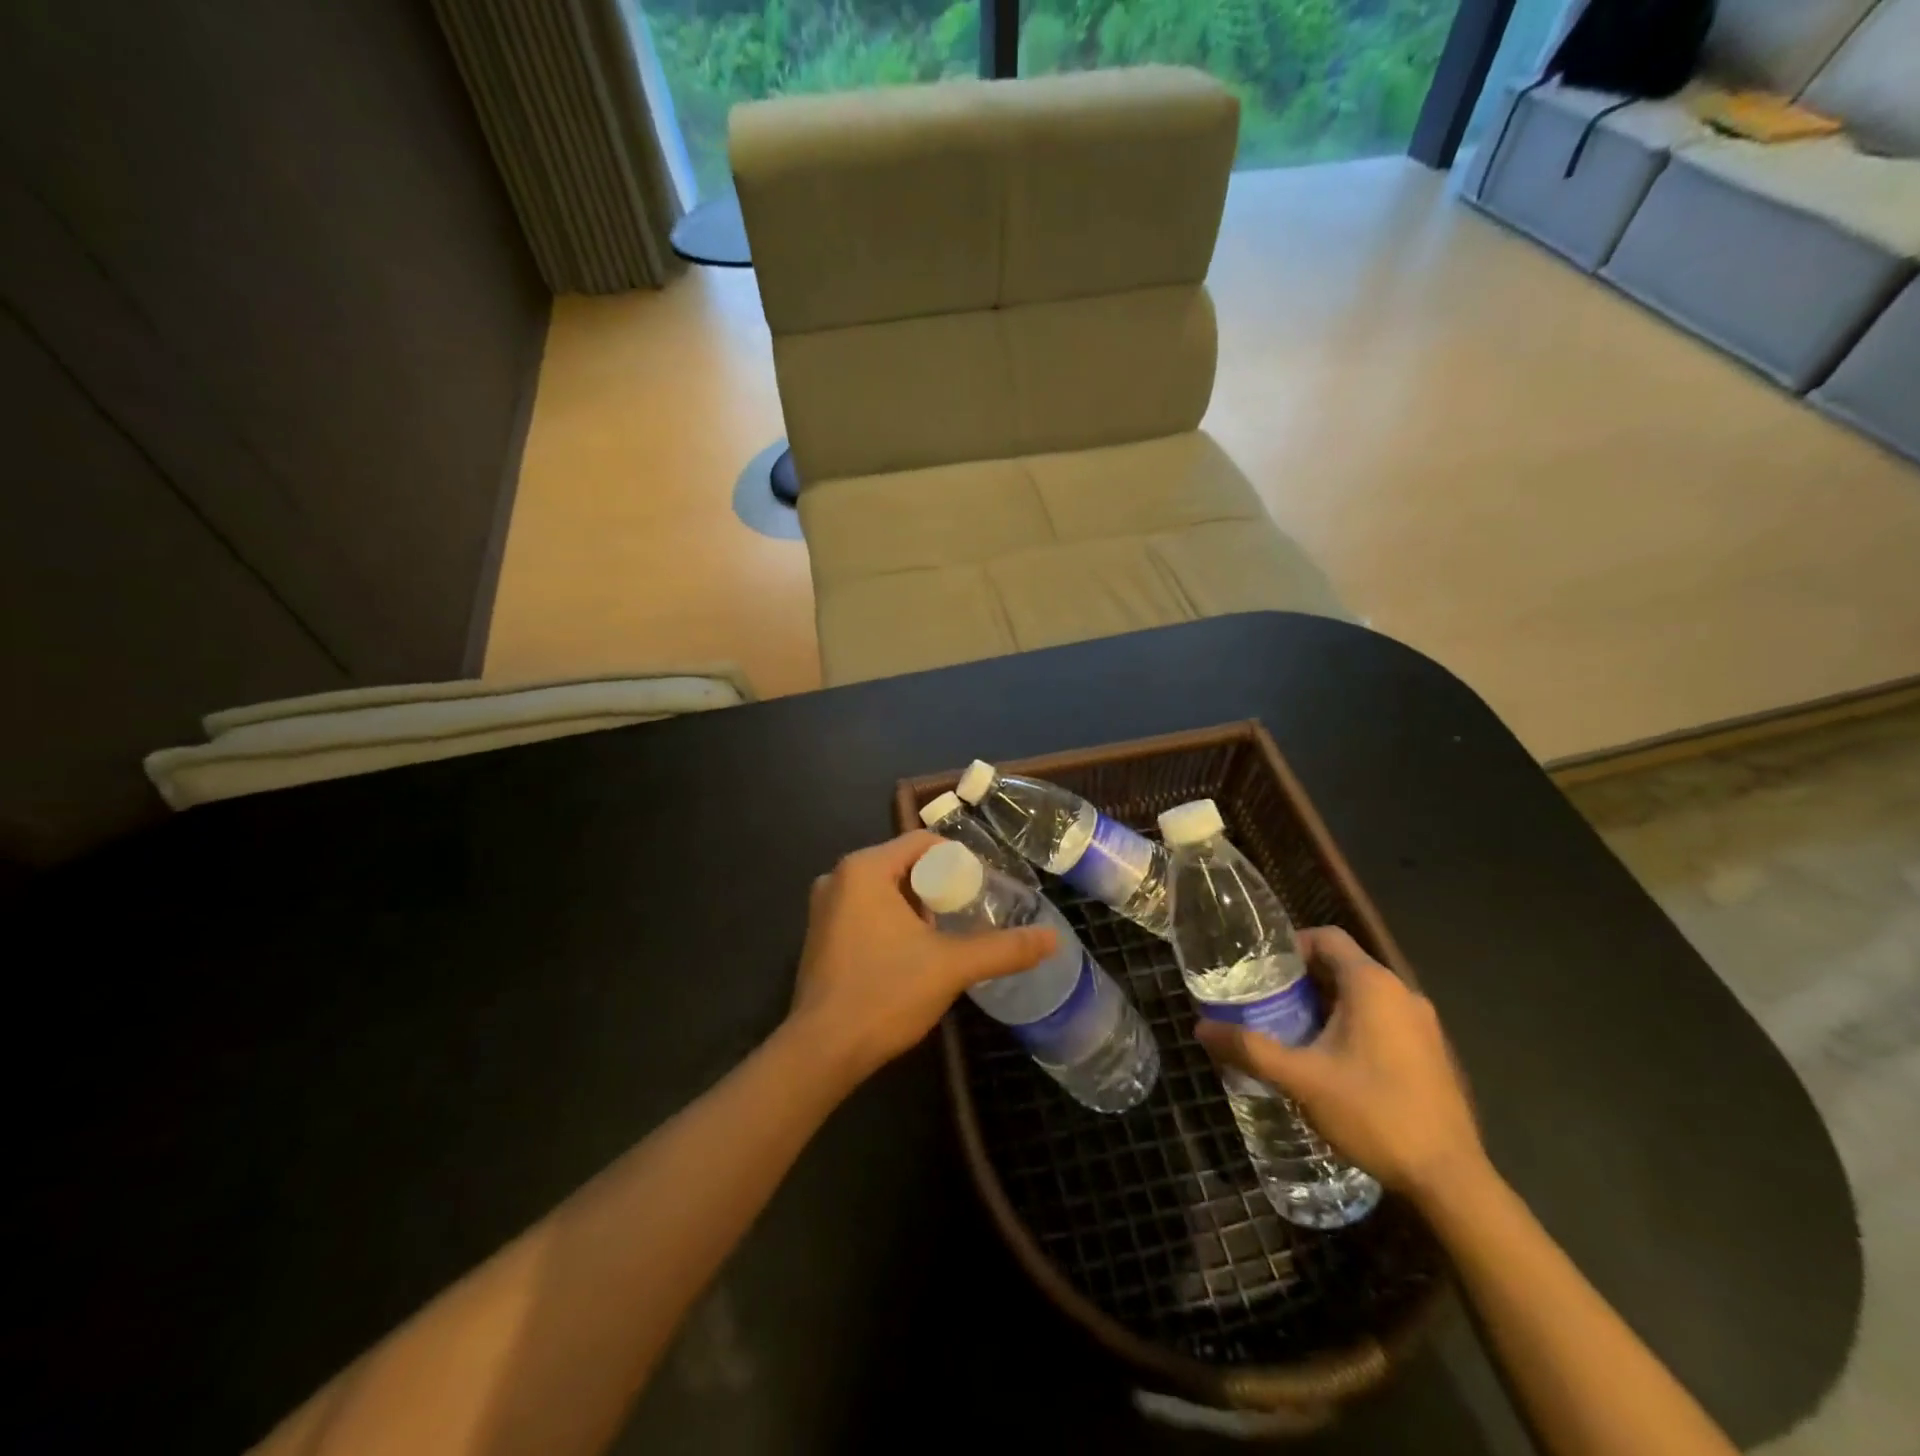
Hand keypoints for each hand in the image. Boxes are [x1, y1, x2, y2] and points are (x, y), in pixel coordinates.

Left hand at [787, 831, 1056, 1082]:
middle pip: (902, 865)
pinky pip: (864, 912)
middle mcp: (837, 877)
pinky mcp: (819, 936)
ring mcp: (823, 908)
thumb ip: (1003, 949)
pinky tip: (911, 954)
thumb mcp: (951, 967)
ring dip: (914, 906)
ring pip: (883, 890)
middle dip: (937, 886)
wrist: (822, 1051)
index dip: (957, 860)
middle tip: (969, 913)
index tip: (982, 887)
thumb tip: (1053, 939)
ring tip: (946, 935)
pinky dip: (890, 922)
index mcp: (864, 868)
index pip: (922, 842)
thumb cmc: (885, 993)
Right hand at [1195, 927, 1484, 1205]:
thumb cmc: (1373, 1113)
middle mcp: (1402, 993)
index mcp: (1372, 985)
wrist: (1450, 1180)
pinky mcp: (1432, 1053)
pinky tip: (1333, 1062)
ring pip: (1364, 994)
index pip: (1326, 937)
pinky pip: (1384, 1019)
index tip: (1262, 971)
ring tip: (1293, 1031)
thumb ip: (1249, 1048)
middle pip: (1343, 965)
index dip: (1291, 945)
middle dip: (1302, 979)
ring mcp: (1423, 1024)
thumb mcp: (1300, 1079)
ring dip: (1327, 1004)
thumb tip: (1201, 1028)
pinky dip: (1354, 1025)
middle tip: (1267, 1002)